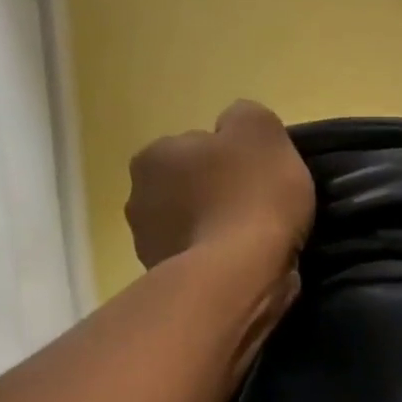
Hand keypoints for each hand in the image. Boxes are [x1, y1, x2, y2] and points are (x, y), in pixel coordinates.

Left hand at [125, 100, 315, 271]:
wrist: (239, 276)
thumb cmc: (251, 197)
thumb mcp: (262, 132)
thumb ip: (246, 118)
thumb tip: (234, 129)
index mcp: (154, 155)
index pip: (198, 147)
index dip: (234, 160)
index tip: (259, 178)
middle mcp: (138, 197)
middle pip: (191, 188)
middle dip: (219, 195)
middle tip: (260, 209)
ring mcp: (149, 245)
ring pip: (194, 226)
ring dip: (217, 230)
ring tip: (255, 244)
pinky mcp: (167, 283)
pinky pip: (200, 262)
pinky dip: (219, 262)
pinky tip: (244, 268)